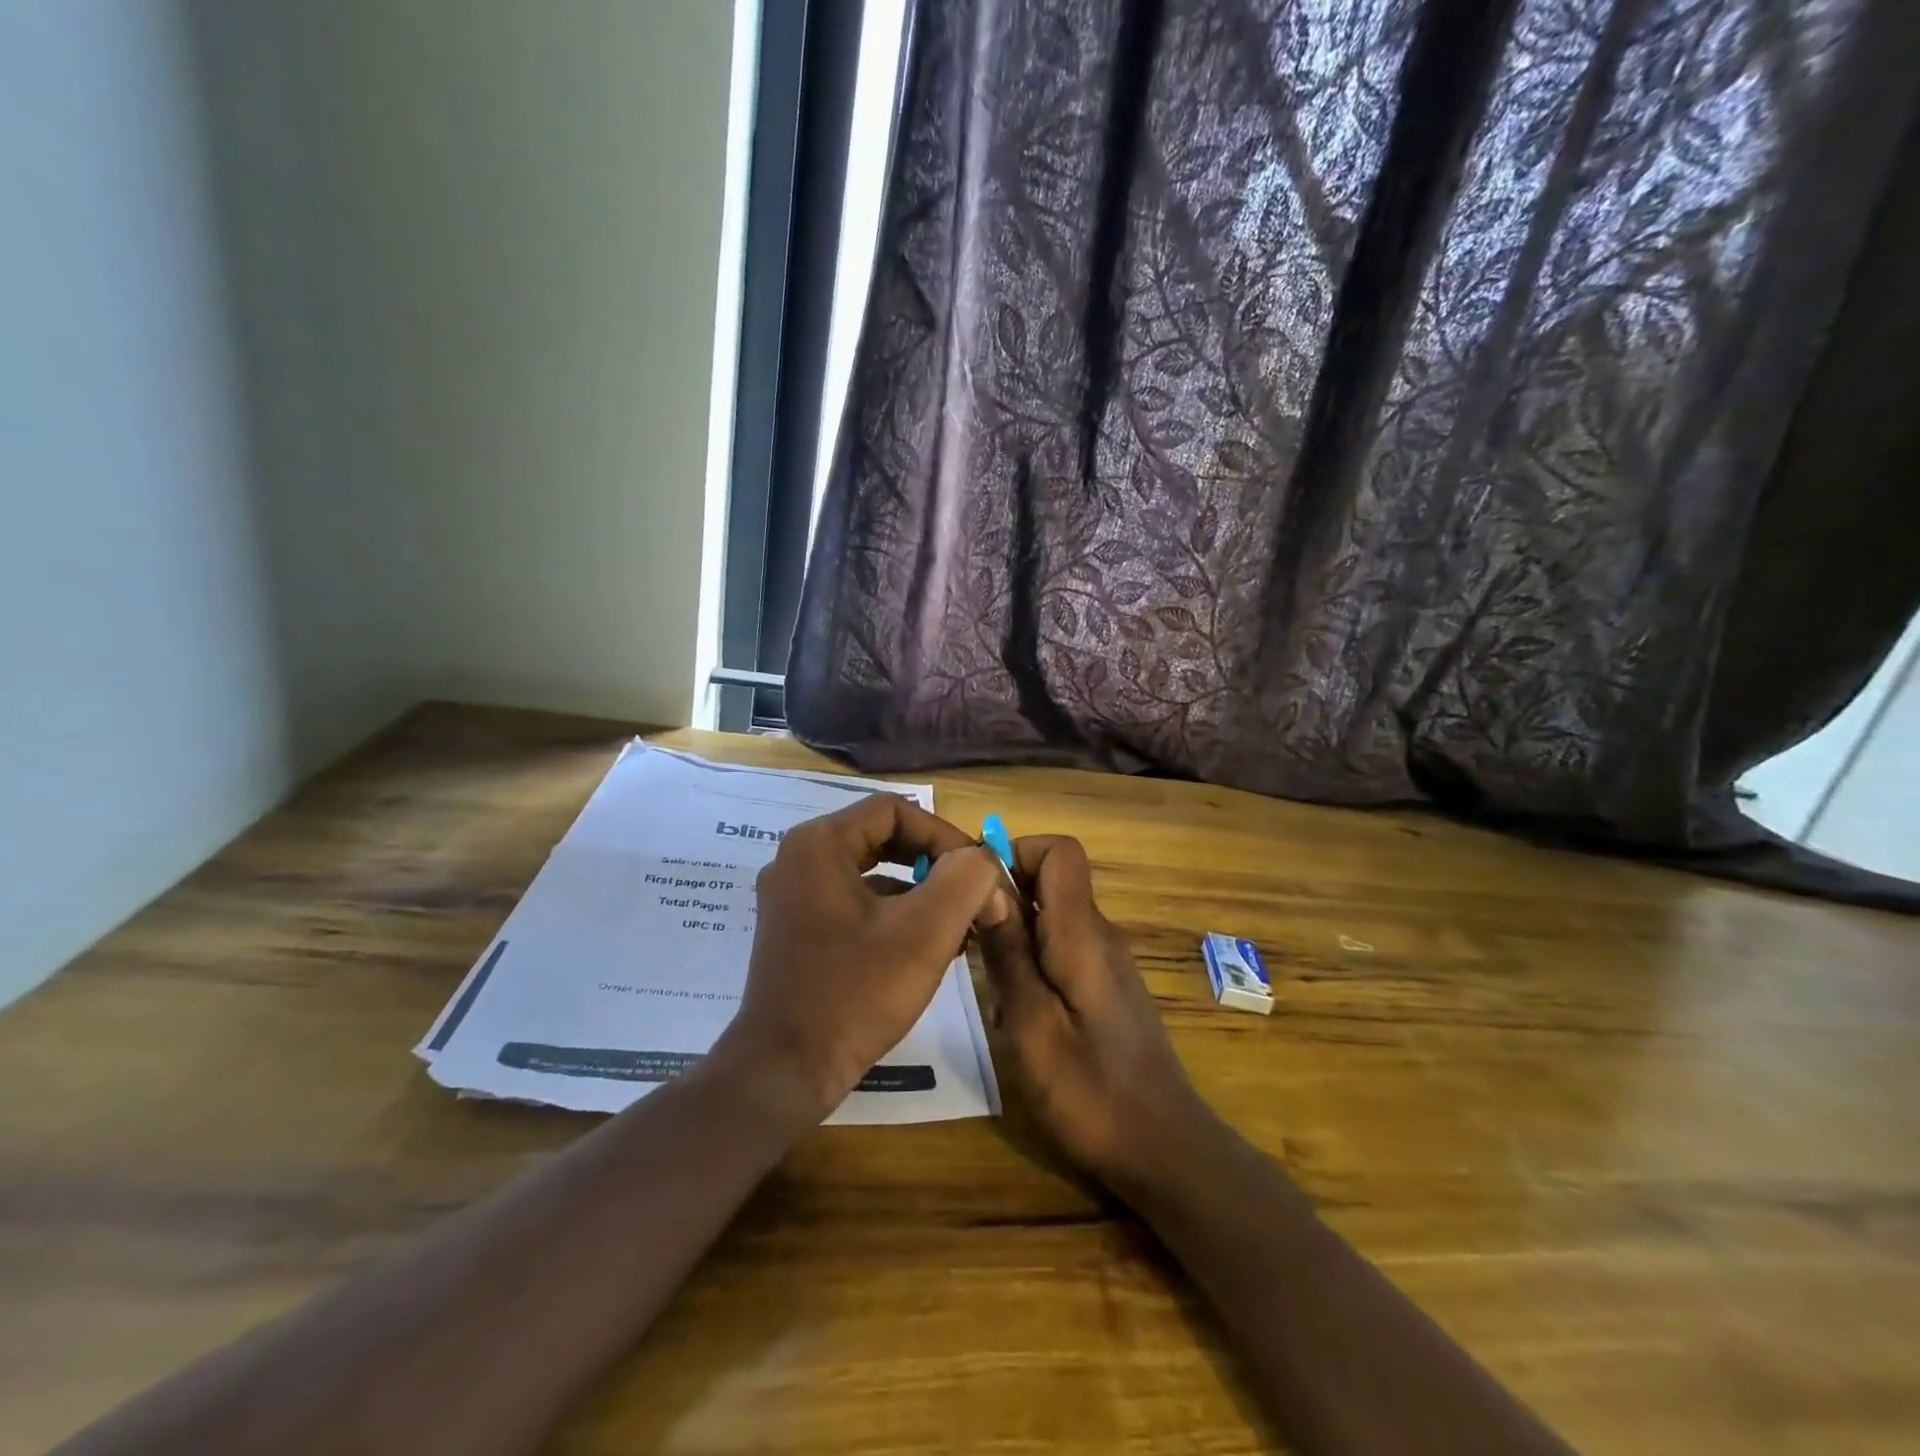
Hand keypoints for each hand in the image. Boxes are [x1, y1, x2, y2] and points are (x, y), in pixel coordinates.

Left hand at [718, 794, 1014, 1118]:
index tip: (977, 873)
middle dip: (935, 865)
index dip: (944, 835)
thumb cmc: (856, 992)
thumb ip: (966, 880)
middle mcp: (799, 859)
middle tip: (972, 896)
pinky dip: (894, 914)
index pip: (895, 810)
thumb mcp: (925, 932)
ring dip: (920, 892)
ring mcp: (793, 896)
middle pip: (883, 837)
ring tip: (960, 927)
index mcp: (819, 844)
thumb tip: (983, 860)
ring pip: (871, 872)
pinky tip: (928, 948)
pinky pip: (855, 902)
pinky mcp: (797, 929)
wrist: (786, 1070)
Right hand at [976, 836, 1215, 1190]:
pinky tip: (1019, 1012)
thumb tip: (985, 885)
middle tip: (971, 948)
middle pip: (1051, 881)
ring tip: (991, 989)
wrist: (1163, 1151)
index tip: (978, 892)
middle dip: (1005, 900)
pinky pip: (1063, 948)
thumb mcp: (1032, 1027)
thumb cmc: (1091, 1094)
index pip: (1060, 851)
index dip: (1017, 854)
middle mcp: (1100, 934)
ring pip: (1052, 917)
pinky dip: (1033, 962)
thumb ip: (1009, 952)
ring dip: (1015, 936)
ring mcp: (1107, 962)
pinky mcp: (1107, 987)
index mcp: (1083, 934)